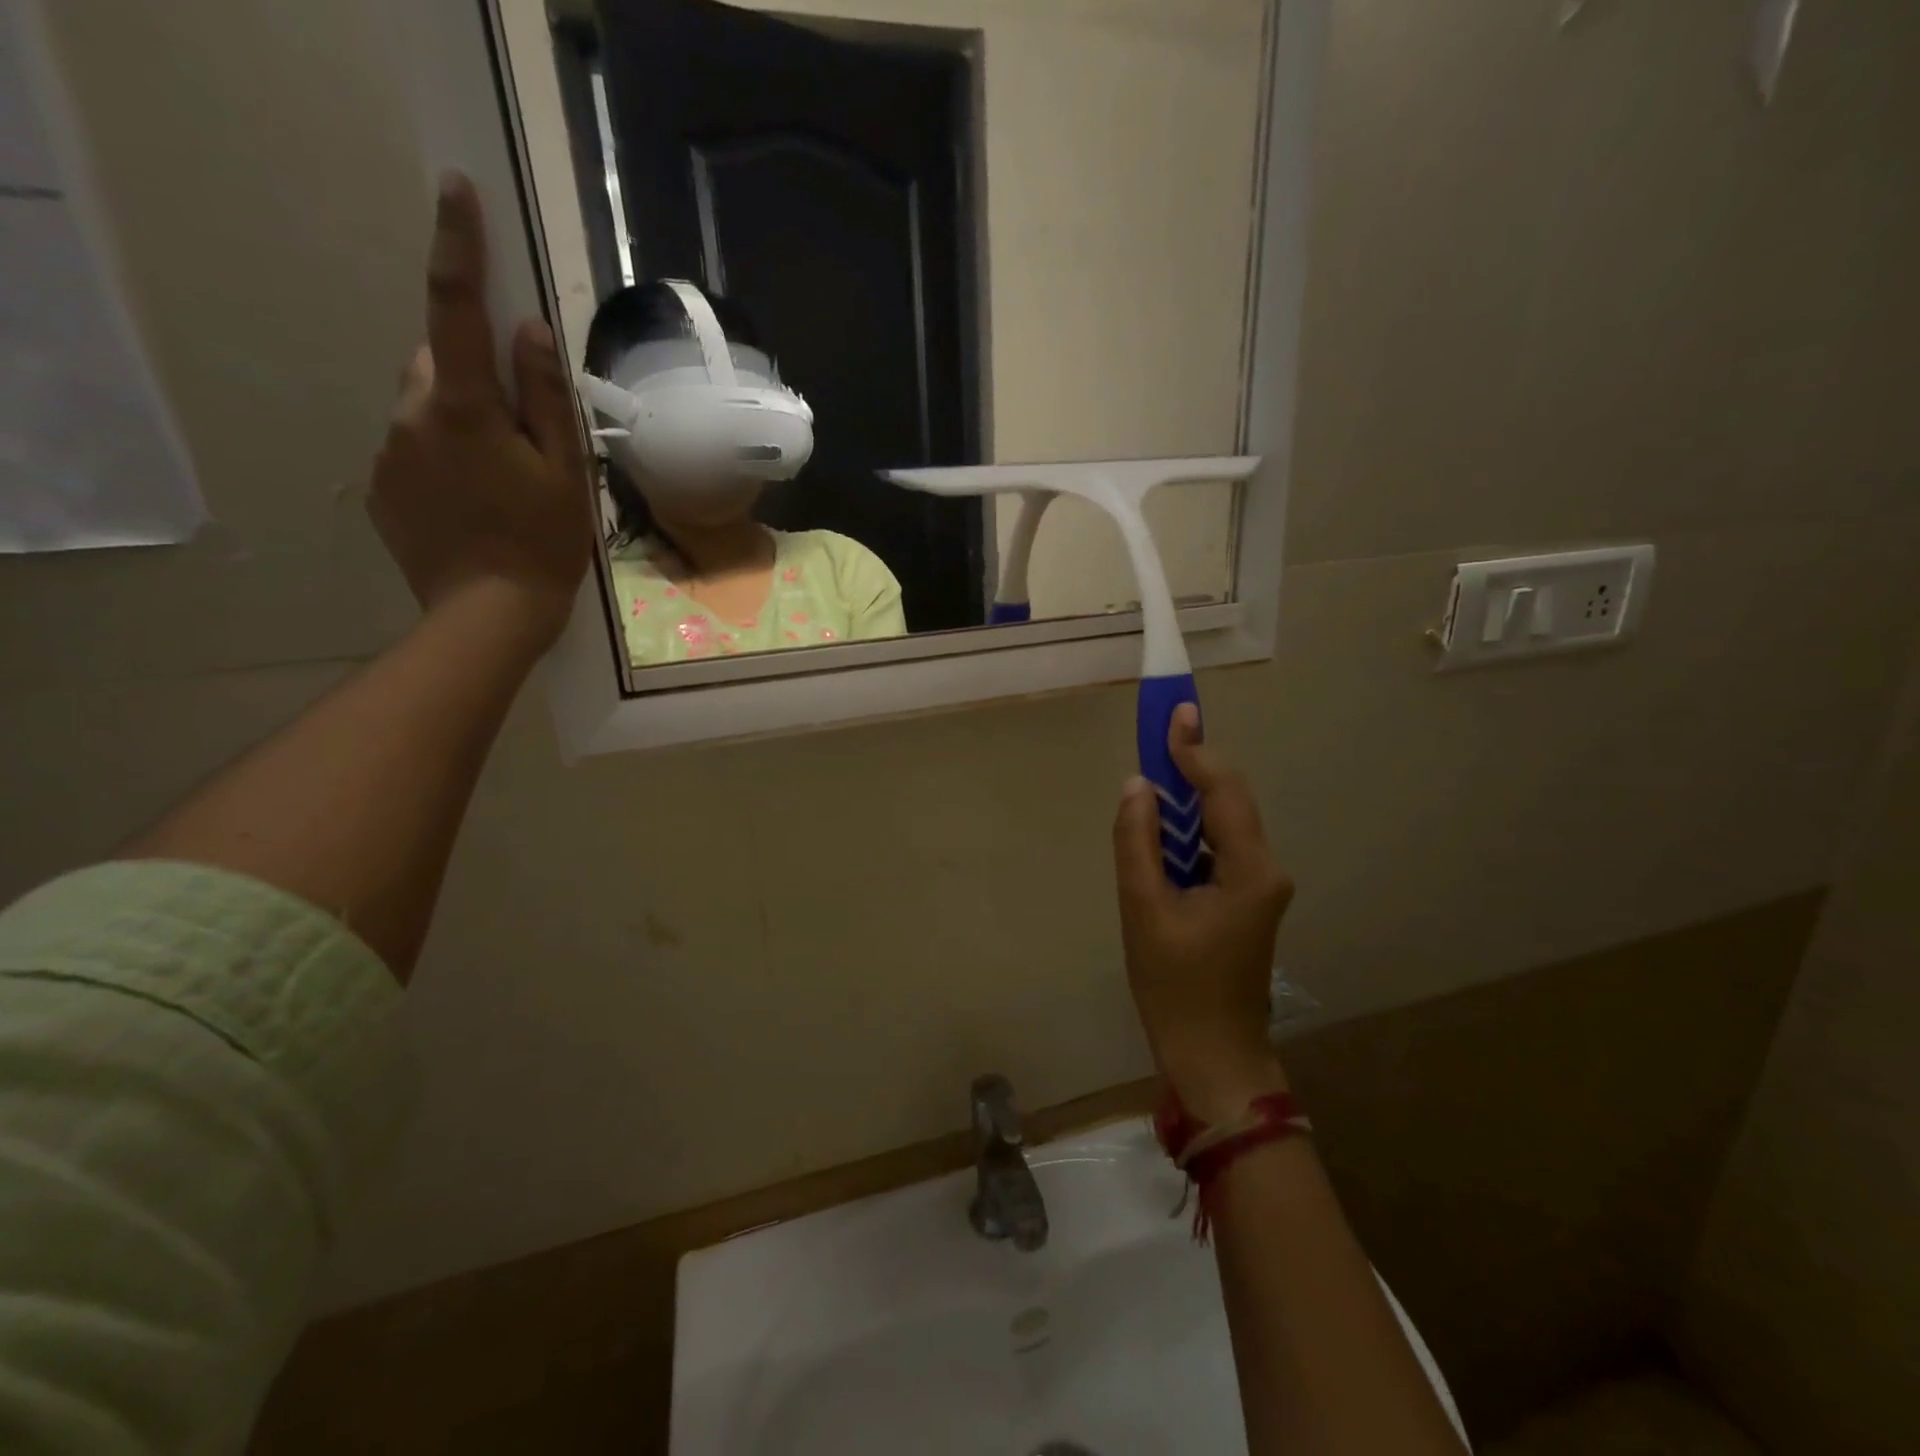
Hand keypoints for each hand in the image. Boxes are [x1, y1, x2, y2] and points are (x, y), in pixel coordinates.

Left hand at [369, 172, 593, 645]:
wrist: (487, 615)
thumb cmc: (543, 543)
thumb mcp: (565, 472)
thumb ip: (547, 399)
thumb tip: (531, 330)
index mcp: (464, 408)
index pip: (456, 308)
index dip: (458, 246)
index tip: (456, 189)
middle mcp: (412, 415)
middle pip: (439, 364)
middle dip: (475, 377)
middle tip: (523, 432)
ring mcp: (389, 453)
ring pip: (426, 408)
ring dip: (463, 423)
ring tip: (503, 482)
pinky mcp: (383, 488)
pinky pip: (414, 449)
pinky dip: (445, 459)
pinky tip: (477, 505)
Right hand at [1113, 704, 1294, 1120]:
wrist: (1212, 1053)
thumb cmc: (1174, 986)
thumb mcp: (1143, 909)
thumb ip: (1137, 841)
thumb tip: (1137, 785)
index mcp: (1249, 870)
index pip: (1223, 791)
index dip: (1195, 750)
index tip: (1174, 713)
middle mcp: (1265, 869)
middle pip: (1229, 800)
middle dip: (1193, 766)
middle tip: (1159, 733)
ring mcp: (1259, 885)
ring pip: (1223, 823)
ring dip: (1188, 799)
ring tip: (1152, 777)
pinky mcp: (1246, 898)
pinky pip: (1217, 847)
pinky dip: (1190, 830)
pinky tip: (1162, 829)